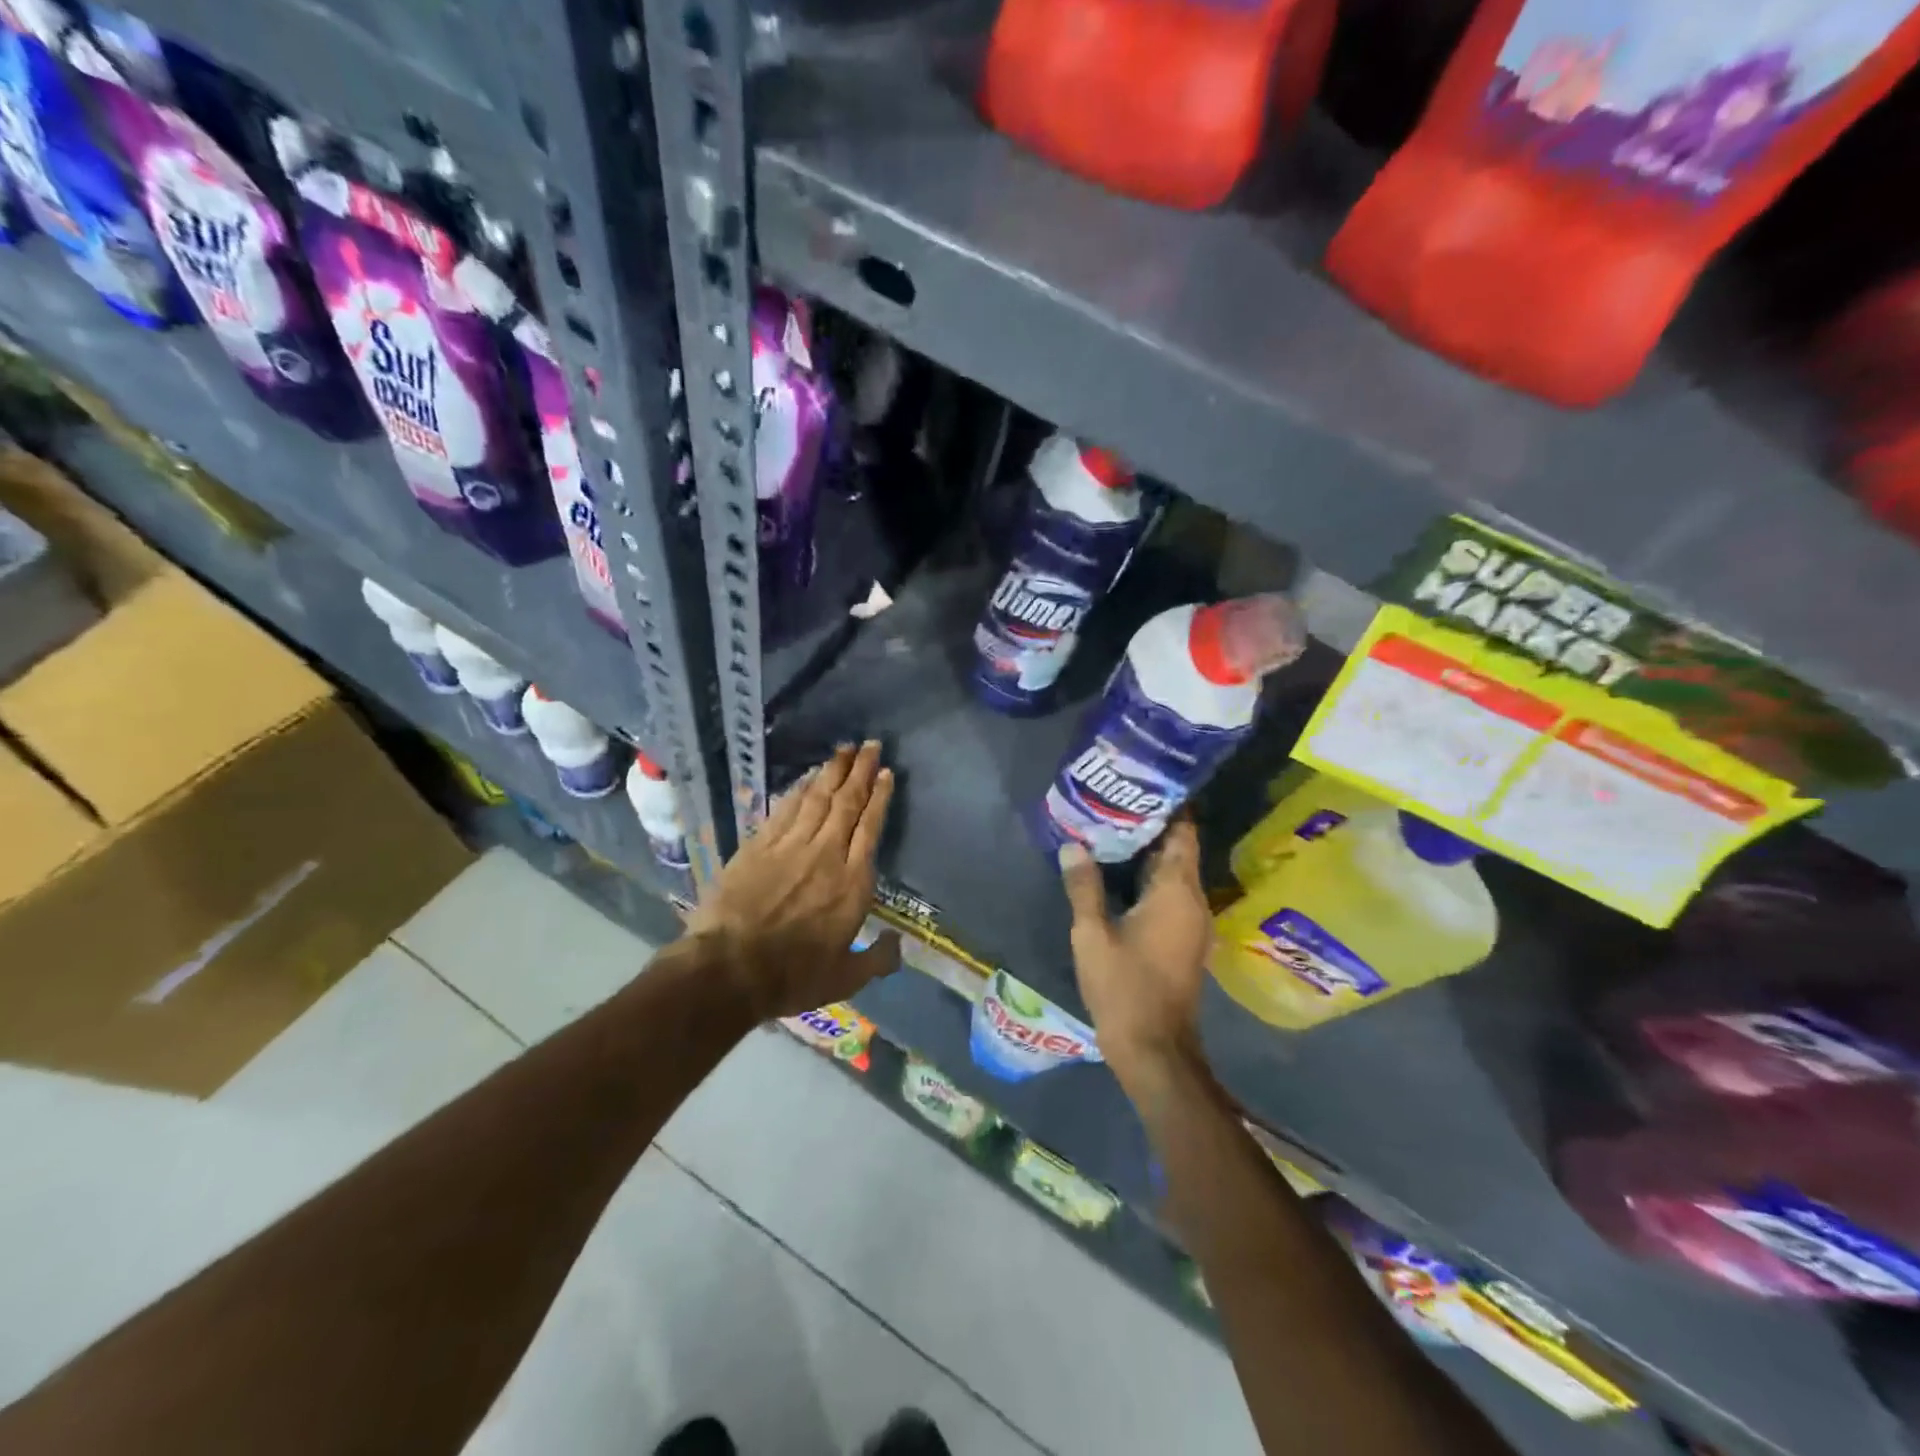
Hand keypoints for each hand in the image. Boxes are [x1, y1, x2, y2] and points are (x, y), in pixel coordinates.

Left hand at [687, 741, 900, 1019]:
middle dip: (860, 771)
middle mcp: (826, 854)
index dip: (879, 797)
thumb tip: (899, 946)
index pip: (870, 827)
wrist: (729, 969)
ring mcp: (790, 846)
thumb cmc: (792, 976)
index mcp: (852, 882)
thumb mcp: (845, 980)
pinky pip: (785, 808)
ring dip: (832, 772)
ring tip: (843, 750)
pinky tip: (806, 777)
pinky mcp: (759, 845)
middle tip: (870, 744)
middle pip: (847, 803)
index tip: (885, 773)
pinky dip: (799, 789)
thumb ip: (877, 960)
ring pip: (817, 798)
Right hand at [1058, 821, 1211, 1088]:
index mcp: (1177, 893)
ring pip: (1176, 875)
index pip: (1183, 834)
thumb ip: (1084, 887)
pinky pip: (1174, 896)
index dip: (1169, 807)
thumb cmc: (1123, 988)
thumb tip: (1073, 844)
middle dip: (1153, 827)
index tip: (1143, 786)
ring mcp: (1194, 924)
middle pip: (1180, 851)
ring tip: (1114, 832)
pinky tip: (1123, 877)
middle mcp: (1194, 902)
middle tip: (1117, 804)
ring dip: (1151, 854)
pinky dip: (1153, 880)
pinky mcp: (1186, 941)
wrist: (1155, 1049)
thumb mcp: (1091, 935)